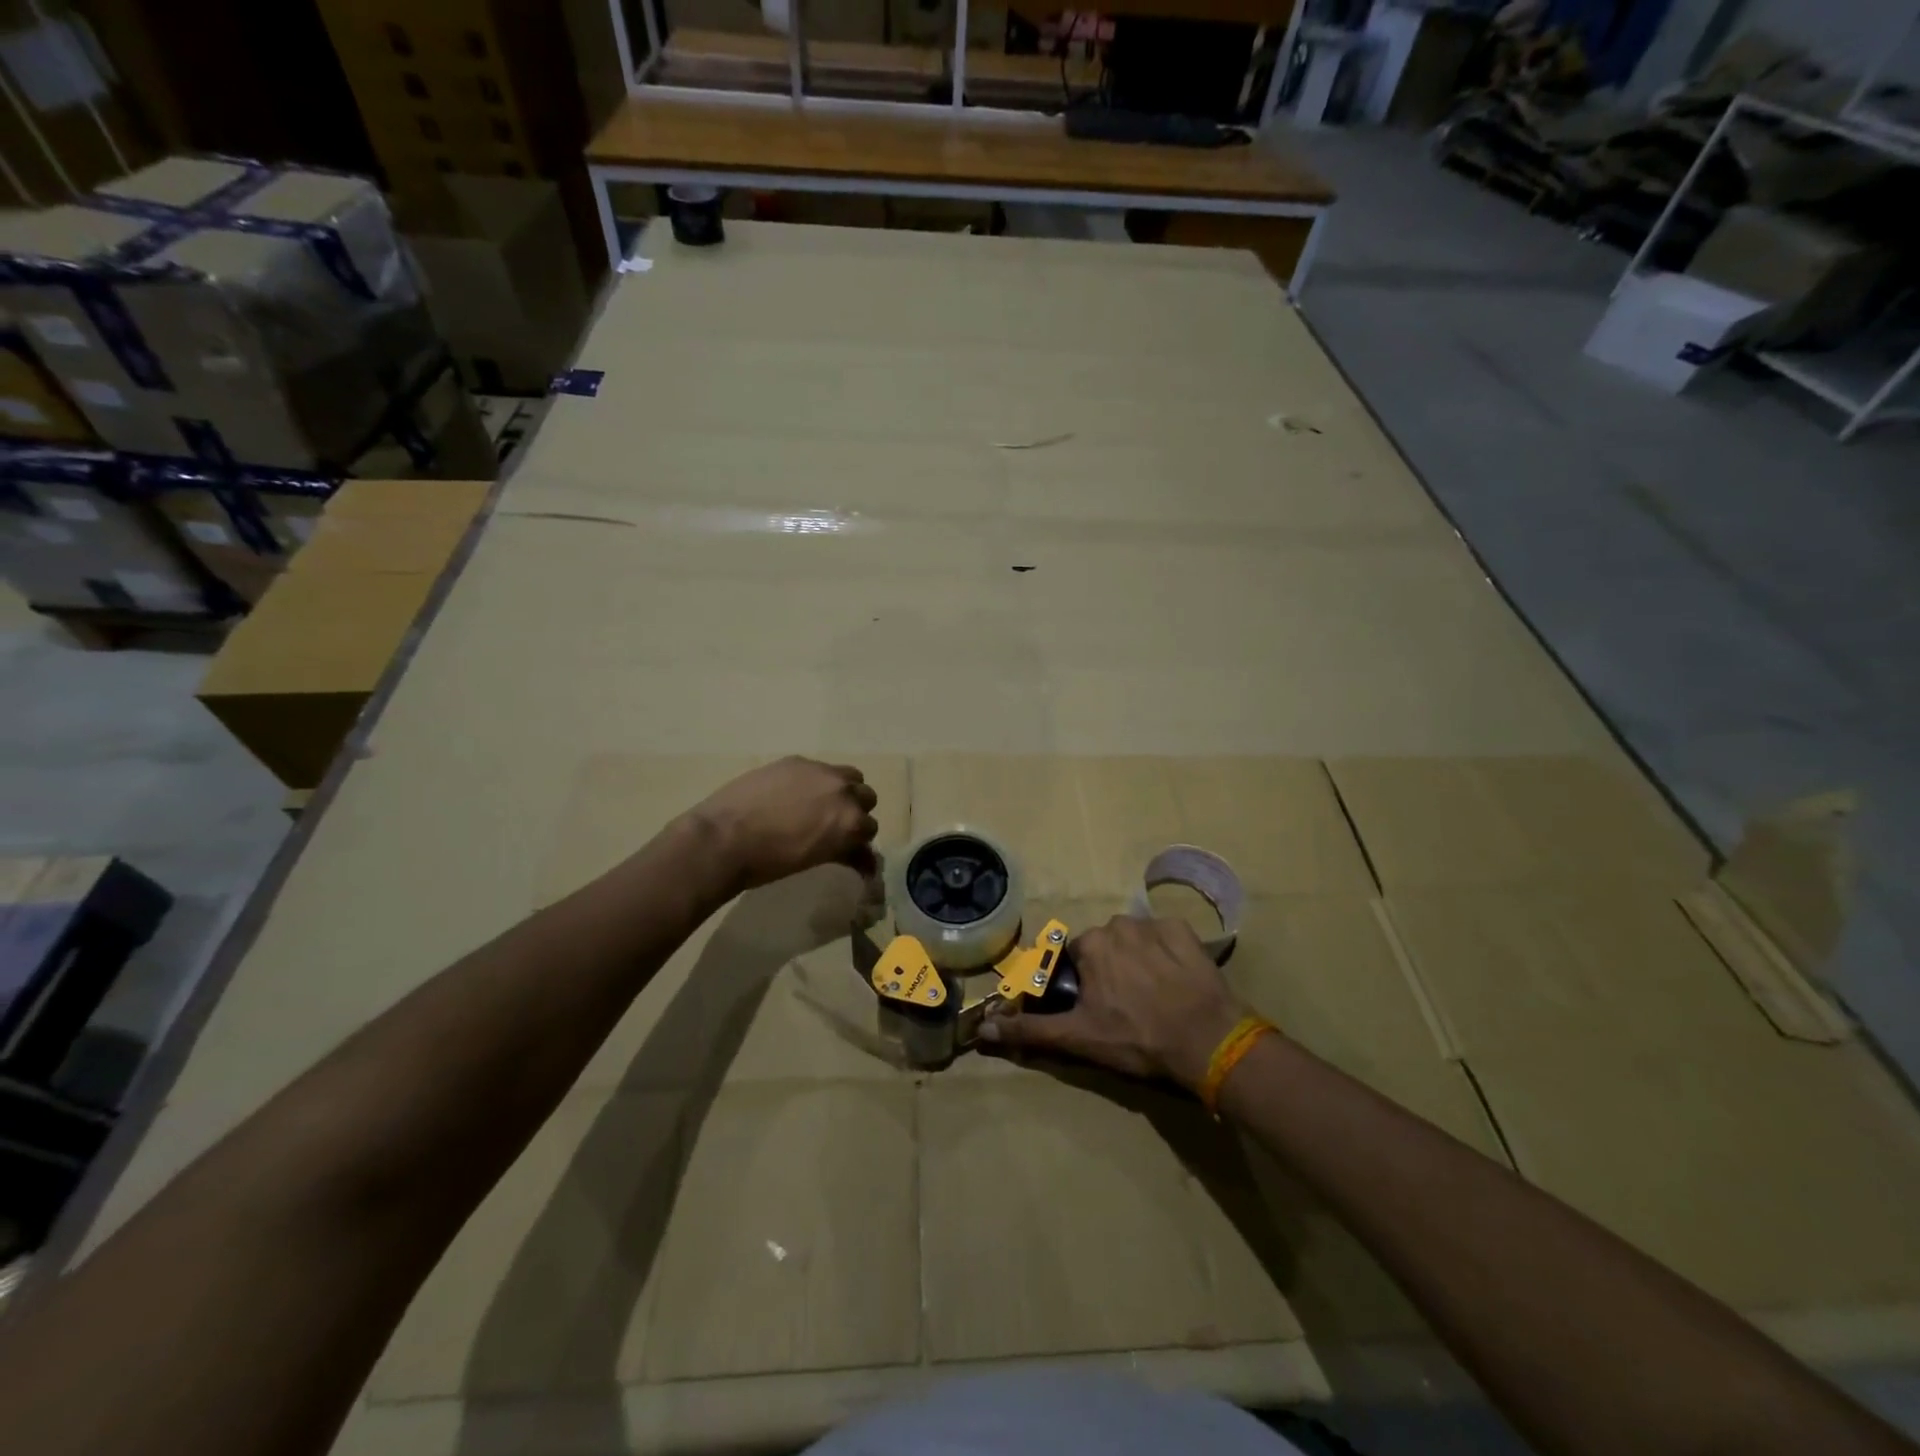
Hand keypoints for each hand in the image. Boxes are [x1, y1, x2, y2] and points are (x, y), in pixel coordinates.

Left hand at [686, 757, 879, 891]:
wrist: (724, 837)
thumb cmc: (770, 861)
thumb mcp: (815, 859)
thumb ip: (845, 853)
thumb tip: (866, 862)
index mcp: (851, 822)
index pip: (870, 828)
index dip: (858, 839)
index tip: (847, 847)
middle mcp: (844, 792)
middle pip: (866, 797)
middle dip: (855, 811)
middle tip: (834, 824)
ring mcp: (820, 771)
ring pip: (849, 776)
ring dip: (842, 789)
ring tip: (819, 802)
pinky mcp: (796, 761)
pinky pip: (818, 768)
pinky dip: (814, 781)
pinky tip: (791, 793)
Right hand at [979, 914, 1248, 1090]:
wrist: (1207, 1040)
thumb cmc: (1137, 1038)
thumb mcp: (1079, 1038)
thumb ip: (1030, 1030)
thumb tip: (984, 1028)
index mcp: (1090, 945)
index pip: (1075, 957)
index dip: (1083, 982)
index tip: (1097, 1006)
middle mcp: (1118, 924)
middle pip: (1106, 945)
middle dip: (1110, 969)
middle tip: (1126, 1005)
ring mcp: (1156, 925)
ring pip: (1135, 939)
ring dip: (1138, 959)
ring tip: (1153, 995)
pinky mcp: (1187, 932)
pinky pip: (1167, 937)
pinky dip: (1167, 954)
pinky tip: (1176, 981)